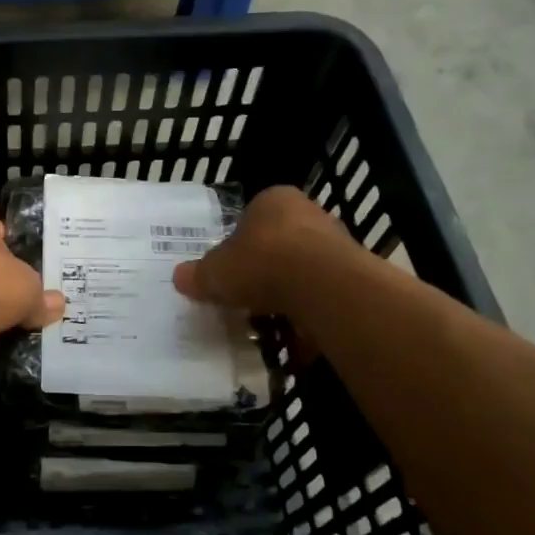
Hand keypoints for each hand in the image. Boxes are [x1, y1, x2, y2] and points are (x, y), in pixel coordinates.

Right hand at [172, 185, 348, 317]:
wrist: (324, 286)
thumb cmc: (261, 264)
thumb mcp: (214, 273)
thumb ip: (198, 275)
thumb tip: (180, 277)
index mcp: (273, 200)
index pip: (251, 217)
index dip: (237, 244)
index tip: (228, 269)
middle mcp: (308, 213)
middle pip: (279, 243)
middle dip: (264, 269)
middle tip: (245, 295)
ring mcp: (336, 243)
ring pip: (303, 270)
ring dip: (288, 292)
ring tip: (268, 320)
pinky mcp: (354, 275)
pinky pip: (323, 295)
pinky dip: (310, 312)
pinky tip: (295, 333)